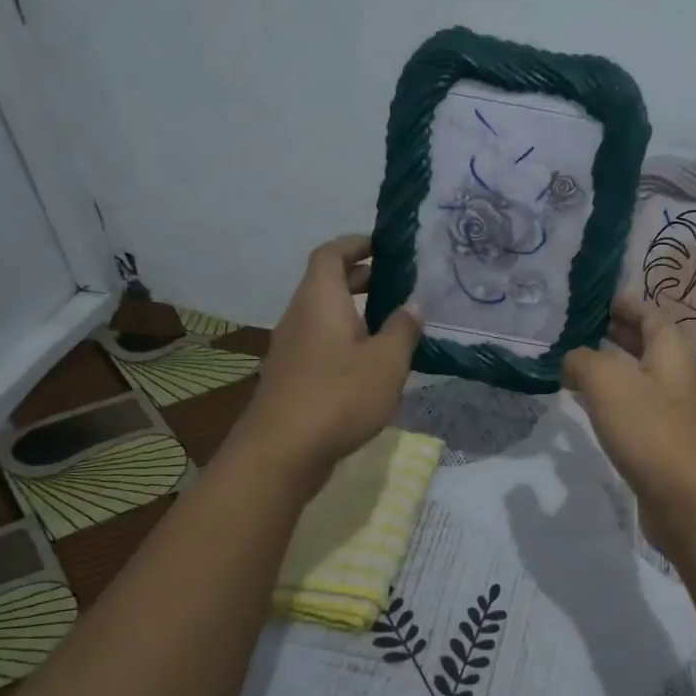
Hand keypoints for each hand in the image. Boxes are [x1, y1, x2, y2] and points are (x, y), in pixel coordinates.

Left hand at [233, 235, 420, 482]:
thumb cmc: (339, 395)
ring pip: (326, 316)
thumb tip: (412, 305)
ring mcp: (293, 349)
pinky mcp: (294, 378)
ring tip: (394, 324)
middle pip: (327, 283)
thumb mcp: (387, 361)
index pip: (331, 253)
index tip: (385, 247)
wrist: (282, 451)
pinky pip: (323, 344)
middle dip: (361, 278)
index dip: (356, 243)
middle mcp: (300, 316)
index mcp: (320, 299)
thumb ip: (403, 329)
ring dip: (356, 313)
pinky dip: (347, 340)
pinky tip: (373, 364)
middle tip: (398, 284)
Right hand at [562, 296, 695, 560]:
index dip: (624, 302)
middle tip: (576, 326)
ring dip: (609, 367)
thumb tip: (572, 359)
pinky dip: (611, 400)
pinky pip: (633, 410)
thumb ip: (583, 361)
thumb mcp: (608, 382)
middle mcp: (675, 377)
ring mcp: (671, 412)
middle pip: (646, 344)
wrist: (689, 502)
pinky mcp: (662, 444)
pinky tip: (588, 407)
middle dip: (614, 332)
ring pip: (637, 378)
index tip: (593, 298)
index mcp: (671, 352)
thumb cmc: (651, 431)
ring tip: (573, 362)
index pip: (650, 314)